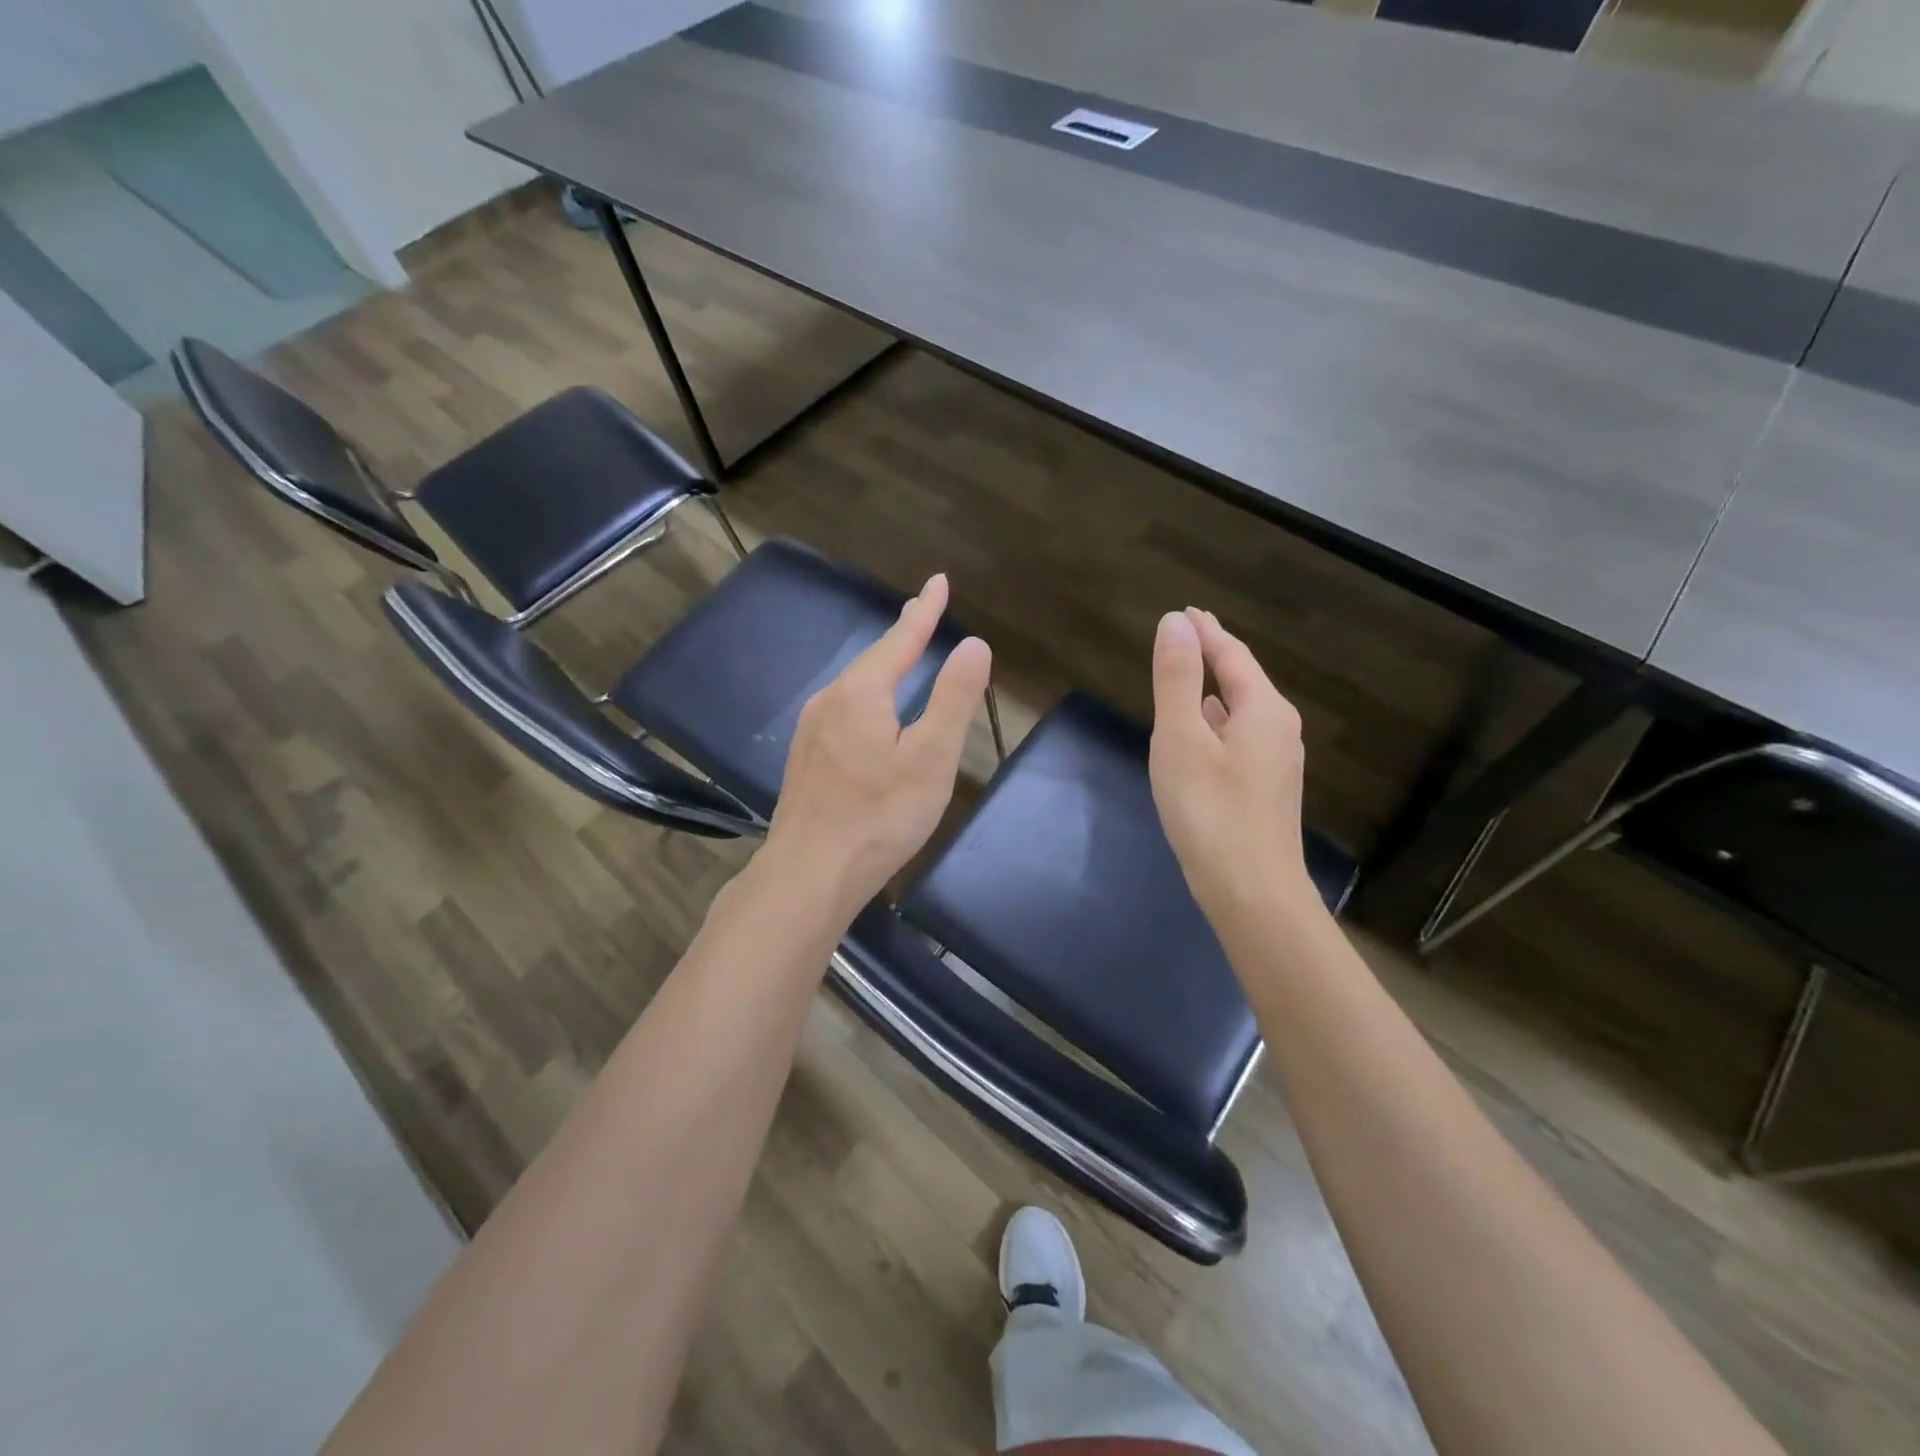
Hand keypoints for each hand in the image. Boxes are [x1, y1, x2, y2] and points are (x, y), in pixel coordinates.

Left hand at [760, 573, 991, 922]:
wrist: (809, 875)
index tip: (939, 581)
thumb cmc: (879, 815)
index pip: (900, 638)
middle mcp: (829, 701)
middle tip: (923, 612)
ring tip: (902, 655)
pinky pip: (843, 711)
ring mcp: (811, 731)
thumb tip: (973, 643)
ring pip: (855, 687)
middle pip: (873, 660)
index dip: (924, 611)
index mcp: (861, 693)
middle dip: (902, 635)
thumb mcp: (931, 757)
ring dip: (883, 666)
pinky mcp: (806, 760)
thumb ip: (953, 698)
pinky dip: (867, 697)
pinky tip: (870, 713)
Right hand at [1149, 607, 1318, 924]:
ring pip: (1241, 711)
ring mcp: (1276, 762)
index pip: (1232, 655)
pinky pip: (1239, 737)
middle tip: (1187, 635)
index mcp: (1263, 709)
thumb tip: (1176, 623)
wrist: (1250, 891)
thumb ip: (1178, 679)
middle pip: (1243, 680)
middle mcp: (1279, 729)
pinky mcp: (1266, 790)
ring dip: (1214, 690)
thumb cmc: (1210, 810)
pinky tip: (1202, 734)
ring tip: (1189, 678)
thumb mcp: (1182, 739)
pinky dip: (1216, 722)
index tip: (1185, 611)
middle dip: (1214, 655)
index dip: (1206, 631)